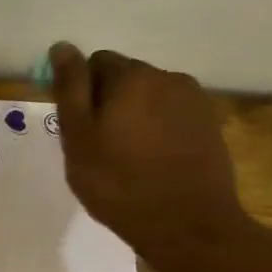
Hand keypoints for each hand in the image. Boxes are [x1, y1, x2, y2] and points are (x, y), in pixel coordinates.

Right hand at [48, 43, 246, 253]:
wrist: (187, 224)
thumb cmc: (119, 183)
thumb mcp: (79, 138)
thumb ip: (70, 90)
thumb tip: (62, 47)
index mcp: (132, 76)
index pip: (95, 63)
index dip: (81, 94)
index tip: (77, 129)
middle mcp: (168, 77)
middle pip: (126, 79)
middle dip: (108, 104)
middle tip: (97, 149)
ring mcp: (194, 101)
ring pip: (150, 99)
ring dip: (134, 118)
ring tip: (126, 159)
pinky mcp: (209, 126)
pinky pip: (171, 118)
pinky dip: (157, 132)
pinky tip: (151, 164)